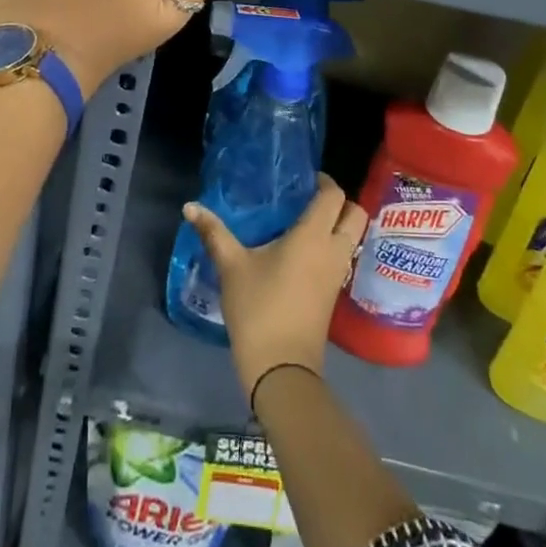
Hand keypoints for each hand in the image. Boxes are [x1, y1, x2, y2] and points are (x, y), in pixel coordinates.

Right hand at [183, 176, 368, 405]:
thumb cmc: (259, 308)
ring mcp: (338, 274)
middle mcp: (333, 250)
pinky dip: (332, 246)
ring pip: (352, 237)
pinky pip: (343, 257)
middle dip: (339, 202)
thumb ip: (213, 233)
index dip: (324, 181)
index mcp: (313, 236)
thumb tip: (190, 207)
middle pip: (355, 214)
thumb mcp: (232, 267)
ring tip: (304, 222)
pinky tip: (302, 251)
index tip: (303, 178)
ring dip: (338, 225)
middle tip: (309, 199)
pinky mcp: (334, 293)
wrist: (281, 368)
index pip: (334, 196)